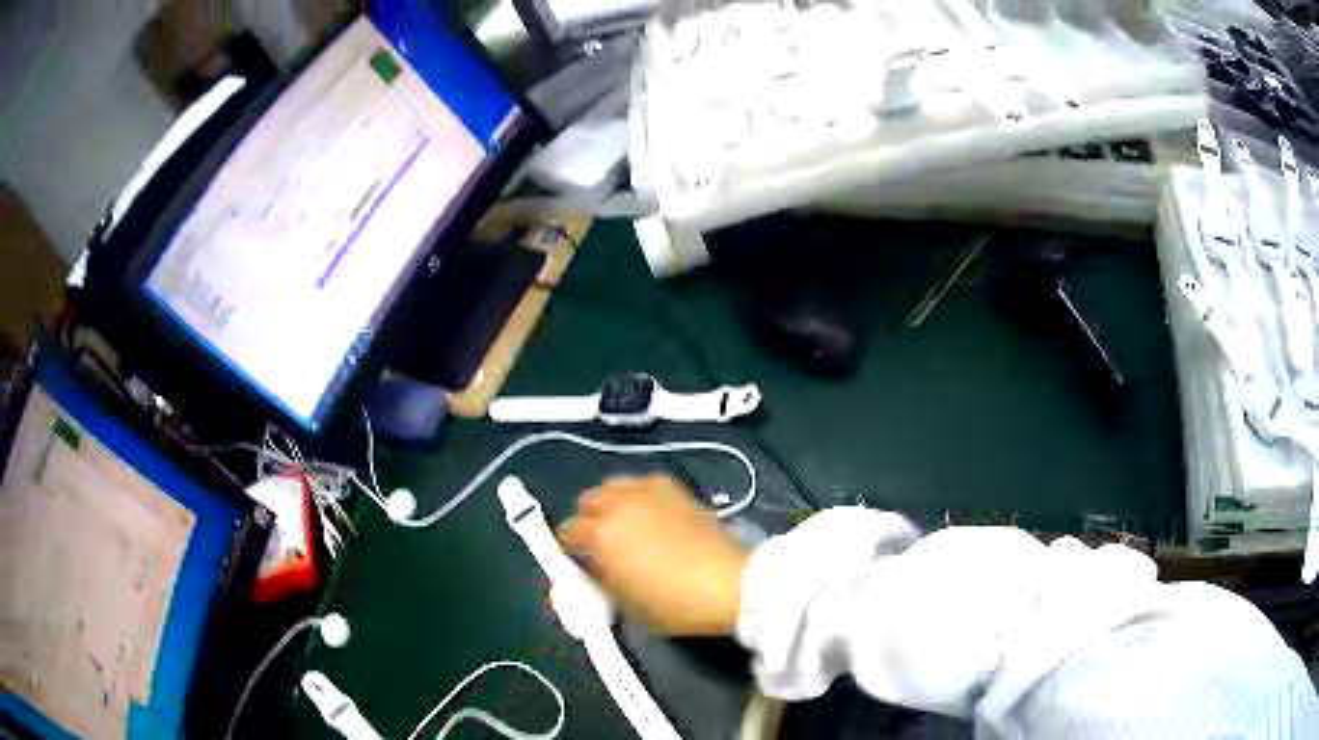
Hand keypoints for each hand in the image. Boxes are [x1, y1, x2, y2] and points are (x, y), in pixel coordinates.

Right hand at [558, 475, 748, 635]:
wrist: (730, 584)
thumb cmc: (675, 603)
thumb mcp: (626, 603)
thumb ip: (601, 579)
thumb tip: (593, 568)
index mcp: (600, 534)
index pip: (567, 532)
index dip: (569, 549)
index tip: (579, 562)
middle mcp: (619, 504)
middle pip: (586, 501)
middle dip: (588, 521)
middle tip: (600, 544)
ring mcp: (648, 491)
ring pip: (612, 486)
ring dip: (611, 504)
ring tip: (624, 526)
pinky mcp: (674, 488)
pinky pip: (642, 484)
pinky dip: (638, 497)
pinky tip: (652, 516)